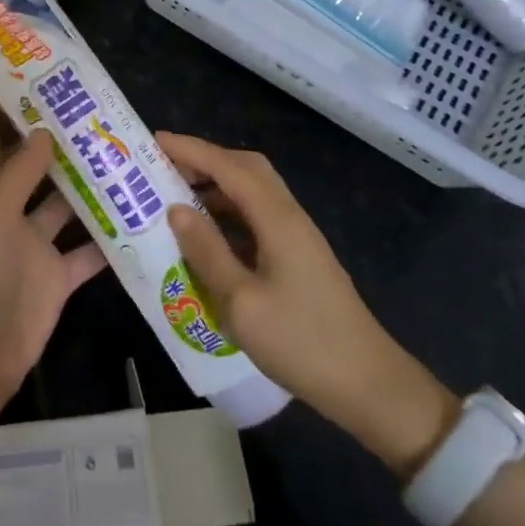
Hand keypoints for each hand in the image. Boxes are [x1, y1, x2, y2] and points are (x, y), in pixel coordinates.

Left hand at [0, 89, 106, 408]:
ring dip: (88, 183)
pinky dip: (108, 236)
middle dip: (55, 135)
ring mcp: (33, 243)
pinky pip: (87, 250)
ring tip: (123, 150)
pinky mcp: (57, 275)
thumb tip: (43, 130)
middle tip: (91, 104)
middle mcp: (7, 209)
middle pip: (31, 162)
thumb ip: (18, 173)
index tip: (19, 65)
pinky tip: (138, 214)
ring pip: (65, 203)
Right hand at [158, 133, 458, 477]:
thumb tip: (176, 209)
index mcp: (277, 219)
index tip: (156, 141)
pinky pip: (258, 216)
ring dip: (217, 185)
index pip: (228, 168)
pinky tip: (209, 234)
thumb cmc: (301, 342)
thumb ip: (207, 251)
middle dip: (206, 159)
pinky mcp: (300, 257)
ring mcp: (298, 237)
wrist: (368, 384)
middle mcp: (290, 217)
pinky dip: (230, 211)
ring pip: (254, 191)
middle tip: (165, 166)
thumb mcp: (241, 302)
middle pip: (247, 168)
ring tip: (178, 196)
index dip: (192, 150)